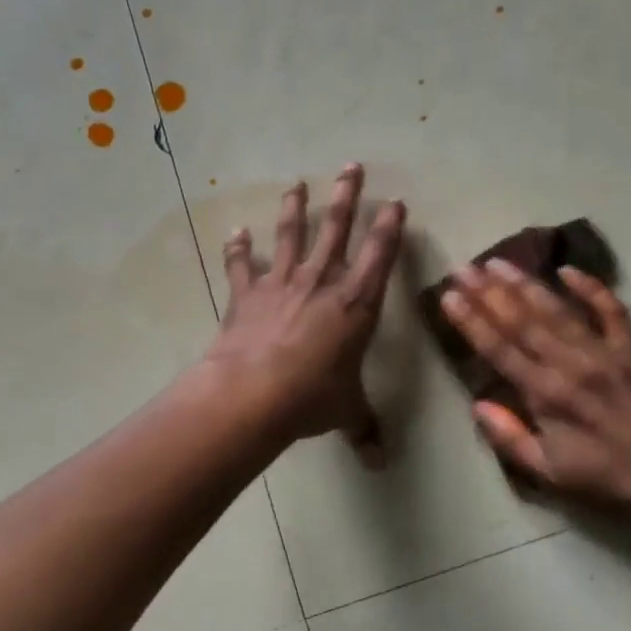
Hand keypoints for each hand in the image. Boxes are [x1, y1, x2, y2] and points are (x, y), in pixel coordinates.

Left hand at [204, 165, 406, 459]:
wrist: (252, 394)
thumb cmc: (311, 398)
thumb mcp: (346, 412)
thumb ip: (364, 429)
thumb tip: (381, 463)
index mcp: (355, 305)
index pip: (379, 256)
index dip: (389, 227)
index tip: (395, 201)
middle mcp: (321, 283)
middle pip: (336, 230)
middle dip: (345, 196)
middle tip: (350, 166)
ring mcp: (281, 284)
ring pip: (290, 236)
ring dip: (294, 208)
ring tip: (297, 183)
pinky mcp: (246, 295)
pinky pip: (242, 266)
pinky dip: (238, 249)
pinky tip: (236, 232)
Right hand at [439, 259, 630, 533]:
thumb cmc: (611, 480)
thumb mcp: (552, 474)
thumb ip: (510, 438)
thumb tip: (478, 405)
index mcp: (546, 395)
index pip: (498, 349)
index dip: (470, 320)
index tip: (448, 295)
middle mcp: (570, 363)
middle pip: (521, 320)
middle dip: (488, 292)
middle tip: (463, 266)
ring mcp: (605, 350)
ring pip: (557, 309)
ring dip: (525, 284)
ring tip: (498, 262)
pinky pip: (610, 308)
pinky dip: (590, 287)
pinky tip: (567, 270)